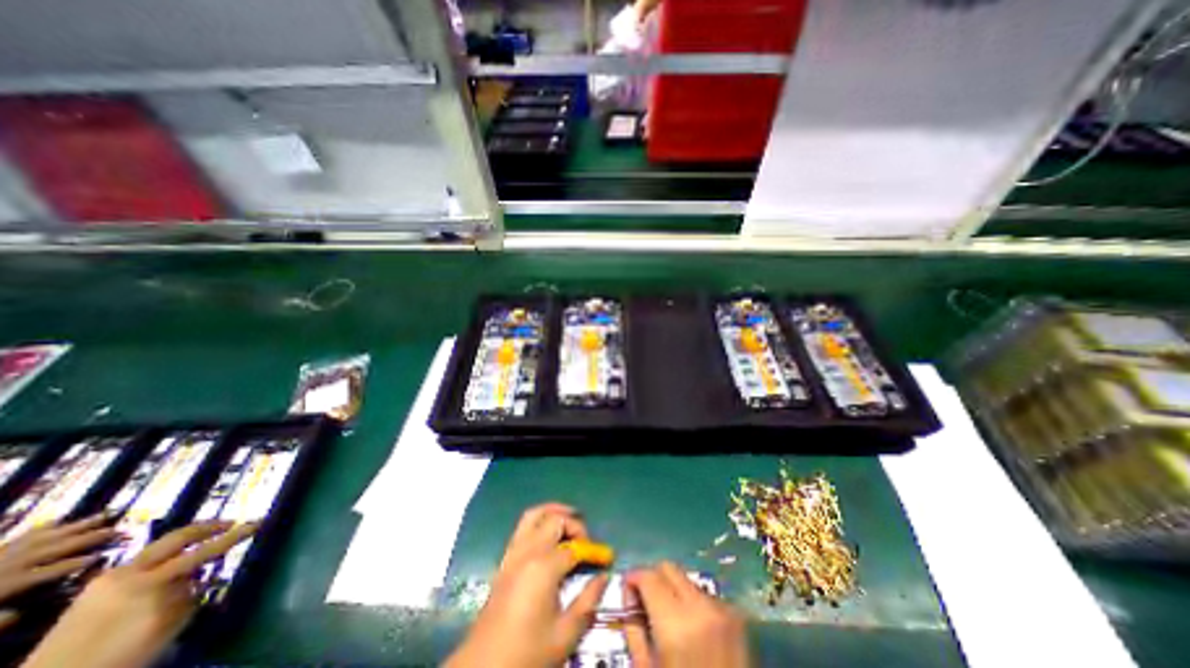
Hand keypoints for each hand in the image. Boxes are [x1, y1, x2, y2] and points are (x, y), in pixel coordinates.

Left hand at [0, 518, 116, 630]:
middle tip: (119, 528)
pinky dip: (42, 527)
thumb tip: (25, 611)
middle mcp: (11, 563)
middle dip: (90, 537)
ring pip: (46, 535)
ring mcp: (0, 555)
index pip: (55, 569)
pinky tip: (56, 520)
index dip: (80, 562)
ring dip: (78, 525)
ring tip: (105, 514)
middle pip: (57, 546)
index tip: (106, 554)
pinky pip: (20, 536)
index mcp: (9, 582)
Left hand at [22, 523, 257, 666]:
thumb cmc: (117, 658)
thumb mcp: (165, 627)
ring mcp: (107, 578)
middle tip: (230, 523)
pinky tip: (169, 565)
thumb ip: (188, 595)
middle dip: (207, 527)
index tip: (258, 523)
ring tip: (203, 541)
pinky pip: (140, 561)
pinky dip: (163, 557)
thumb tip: (199, 576)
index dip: (234, 536)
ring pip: (158, 547)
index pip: (205, 551)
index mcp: (150, 583)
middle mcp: (129, 572)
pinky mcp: (93, 587)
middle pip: (177, 537)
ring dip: (185, 540)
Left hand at [449, 505, 612, 666]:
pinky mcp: (504, 560)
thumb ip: (588, 602)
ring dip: (553, 511)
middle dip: (574, 524)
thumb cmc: (527, 654)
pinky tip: (548, 535)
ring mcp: (512, 553)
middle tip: (586, 541)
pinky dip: (539, 520)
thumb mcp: (565, 635)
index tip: (606, 558)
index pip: (574, 547)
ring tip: (569, 516)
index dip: (593, 550)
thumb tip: (604, 577)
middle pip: (554, 519)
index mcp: (544, 567)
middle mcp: (527, 552)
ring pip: (533, 515)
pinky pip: (522, 527)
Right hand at [626, 560, 746, 665]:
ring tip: (669, 618)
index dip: (633, 578)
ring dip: (673, 590)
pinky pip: (704, 595)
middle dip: (653, 578)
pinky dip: (691, 602)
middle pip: (669, 568)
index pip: (648, 576)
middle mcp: (701, 606)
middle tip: (645, 600)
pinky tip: (691, 629)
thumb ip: (634, 627)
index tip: (626, 588)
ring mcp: (723, 609)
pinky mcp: (736, 617)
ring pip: (686, 579)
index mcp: (676, 623)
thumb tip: (628, 593)